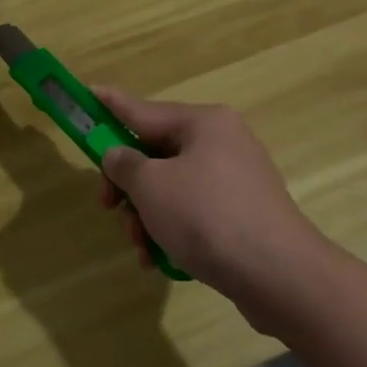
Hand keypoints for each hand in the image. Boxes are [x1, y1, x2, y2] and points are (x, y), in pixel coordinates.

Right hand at [93, 87, 328, 333]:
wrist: (278, 274)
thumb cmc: (207, 217)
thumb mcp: (152, 186)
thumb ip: (125, 165)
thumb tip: (118, 155)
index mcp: (205, 123)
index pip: (145, 109)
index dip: (111, 105)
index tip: (88, 91)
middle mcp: (223, 143)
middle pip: (158, 153)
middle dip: (129, 185)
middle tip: (107, 207)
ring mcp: (236, 180)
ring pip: (173, 188)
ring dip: (147, 216)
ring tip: (140, 248)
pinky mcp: (242, 214)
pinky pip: (194, 213)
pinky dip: (172, 231)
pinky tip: (159, 260)